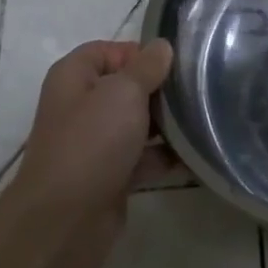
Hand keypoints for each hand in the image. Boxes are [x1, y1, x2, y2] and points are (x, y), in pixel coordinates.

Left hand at [5, 39, 174, 267]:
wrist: (65, 221)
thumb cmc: (92, 142)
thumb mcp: (124, 93)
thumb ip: (147, 67)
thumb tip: (162, 46)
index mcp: (74, 76)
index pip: (108, 50)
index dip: (139, 53)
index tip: (174, 64)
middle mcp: (81, 105)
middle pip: (126, 86)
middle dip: (159, 88)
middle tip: (195, 90)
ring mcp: (94, 142)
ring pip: (136, 122)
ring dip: (165, 122)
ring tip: (202, 118)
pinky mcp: (109, 175)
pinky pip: (142, 156)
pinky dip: (164, 155)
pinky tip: (194, 152)